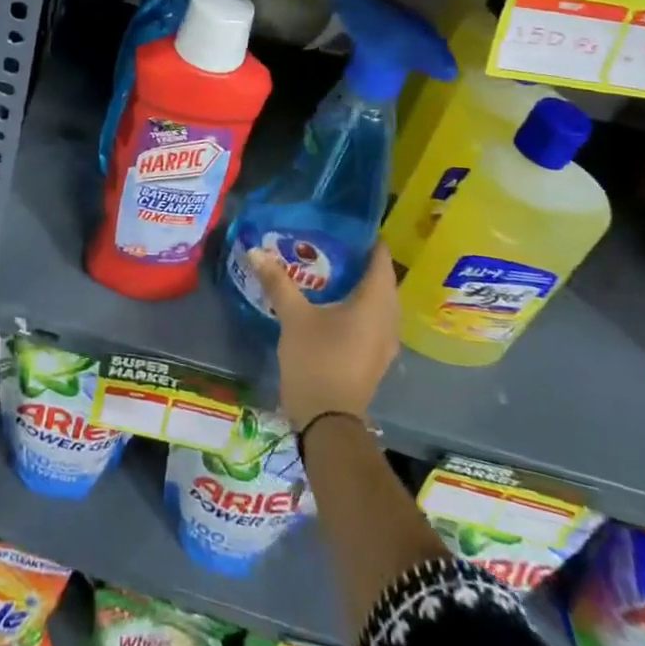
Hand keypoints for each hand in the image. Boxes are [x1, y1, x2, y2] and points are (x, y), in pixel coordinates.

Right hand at [248, 249, 400, 430]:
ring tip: (331, 268)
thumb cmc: (316, 360)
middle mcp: (388, 319)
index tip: (346, 223)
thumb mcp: (293, 317)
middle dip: (361, 261)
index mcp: (375, 304)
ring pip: (379, 302)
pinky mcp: (376, 356)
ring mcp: (385, 341)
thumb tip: (255, 251)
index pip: (381, 260)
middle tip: (332, 242)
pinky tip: (334, 302)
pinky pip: (374, 319)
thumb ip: (278, 282)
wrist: (328, 421)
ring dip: (361, 285)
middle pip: (382, 280)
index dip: (367, 239)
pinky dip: (359, 305)